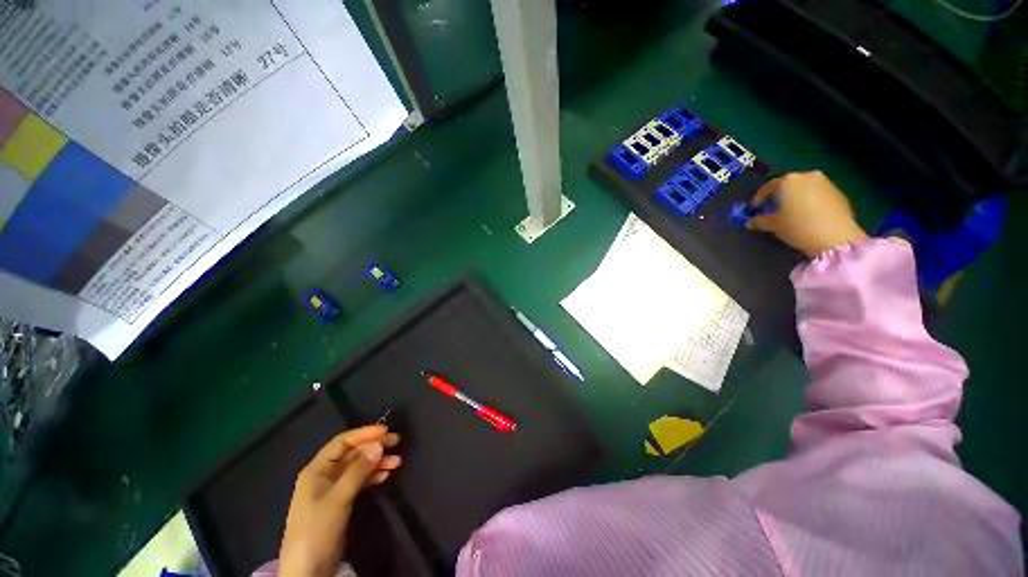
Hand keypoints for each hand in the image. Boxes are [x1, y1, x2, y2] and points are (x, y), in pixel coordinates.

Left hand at [279, 425, 401, 576]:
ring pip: (358, 467)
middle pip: (352, 453)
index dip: (363, 434)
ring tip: (397, 461)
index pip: (342, 443)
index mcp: (316, 470)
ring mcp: (333, 489)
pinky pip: (360, 481)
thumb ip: (358, 471)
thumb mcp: (337, 499)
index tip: (386, 431)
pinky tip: (386, 474)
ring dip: (377, 462)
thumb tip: (378, 445)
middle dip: (373, 446)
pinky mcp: (341, 502)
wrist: (309, 570)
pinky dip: (373, 475)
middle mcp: (325, 475)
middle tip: (396, 442)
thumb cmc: (317, 529)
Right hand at [747, 170, 868, 257]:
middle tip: (773, 209)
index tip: (755, 209)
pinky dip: (809, 200)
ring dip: (795, 197)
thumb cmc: (798, 227)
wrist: (836, 237)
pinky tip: (807, 214)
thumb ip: (759, 221)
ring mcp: (825, 182)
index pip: (767, 187)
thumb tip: (750, 222)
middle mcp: (806, 176)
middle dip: (779, 196)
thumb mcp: (773, 225)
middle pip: (787, 184)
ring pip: (803, 187)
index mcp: (787, 181)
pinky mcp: (837, 191)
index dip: (759, 198)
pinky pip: (817, 193)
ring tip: (791, 211)